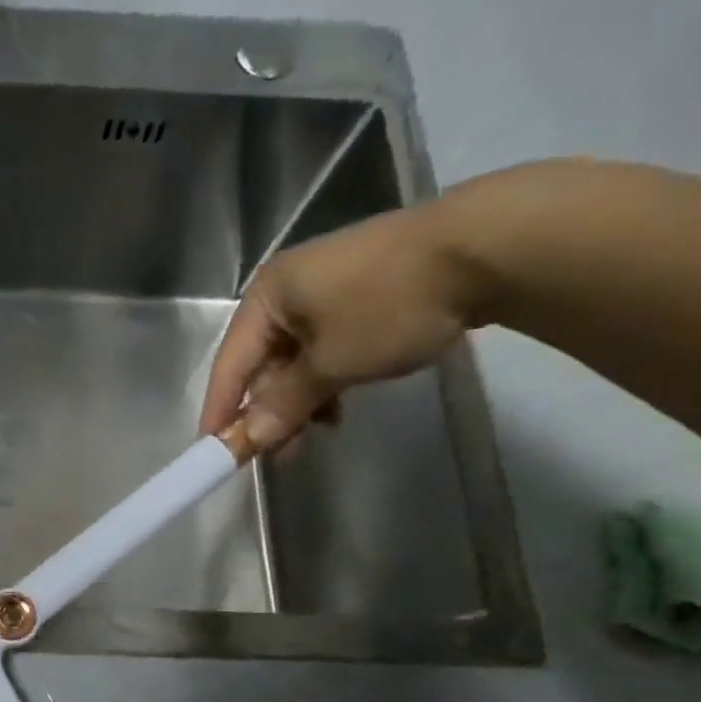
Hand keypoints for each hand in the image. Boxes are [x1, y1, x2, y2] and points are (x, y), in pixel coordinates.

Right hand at [199, 194, 485, 450]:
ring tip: (314, 435)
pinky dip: (325, 379)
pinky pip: (325, 347)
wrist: (487, 247)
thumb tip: (249, 440)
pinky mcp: (361, 294)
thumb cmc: (389, 305)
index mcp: (267, 295)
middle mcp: (288, 289)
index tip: (213, 451)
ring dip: (299, 400)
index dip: (221, 410)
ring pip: (296, 358)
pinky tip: (339, 406)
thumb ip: (284, 404)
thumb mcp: (331, 364)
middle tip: (274, 454)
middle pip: (262, 362)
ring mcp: (326, 288)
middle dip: (267, 410)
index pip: (230, 363)